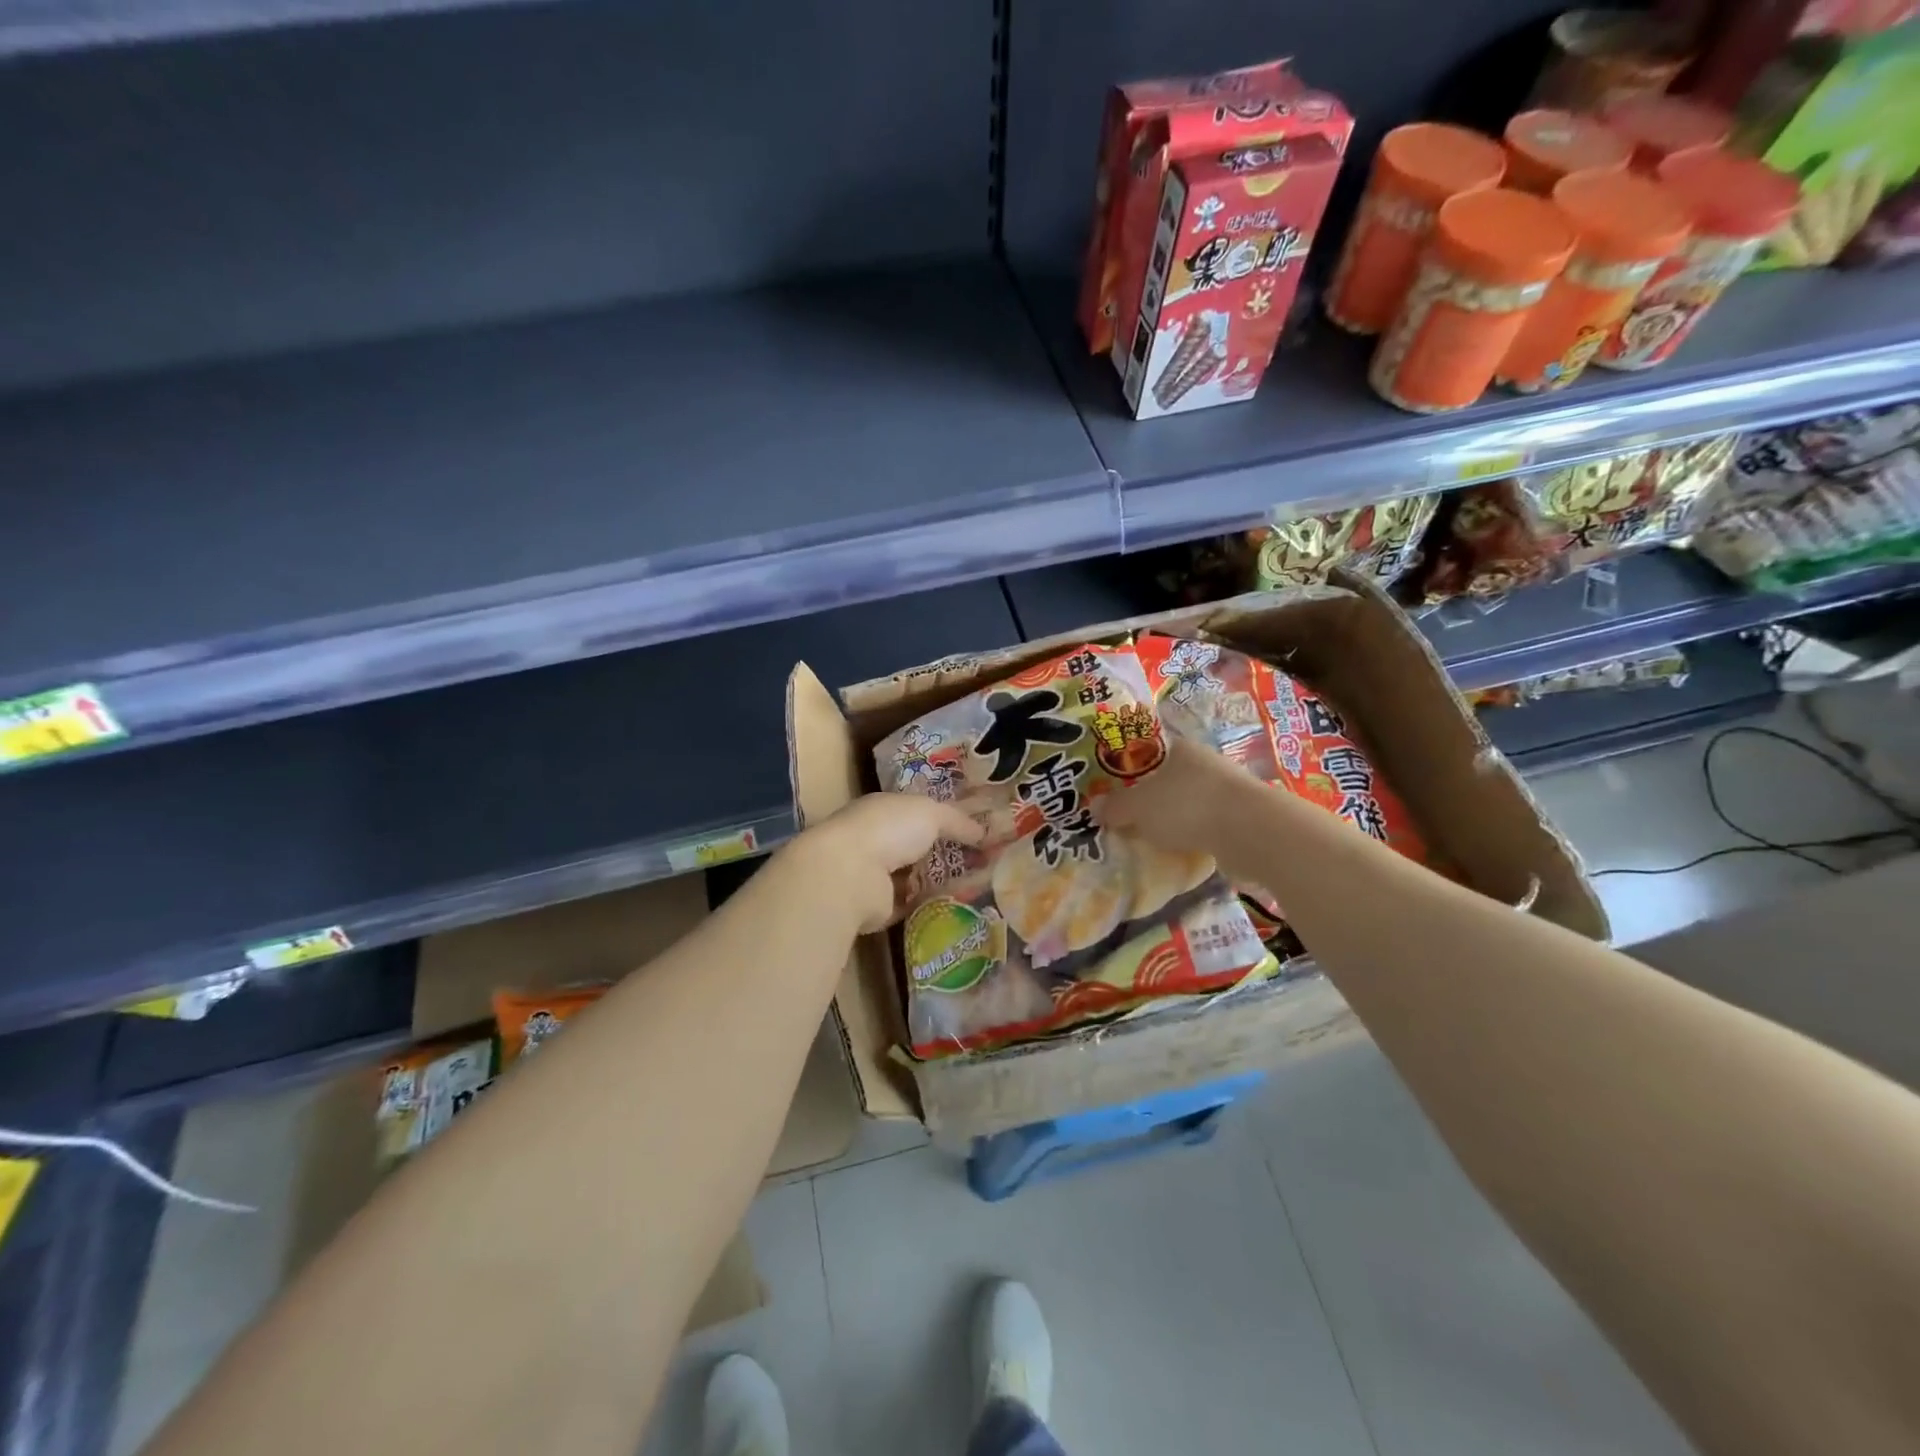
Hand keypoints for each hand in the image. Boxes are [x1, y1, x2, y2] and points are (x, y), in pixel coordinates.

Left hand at [792, 792, 984, 933]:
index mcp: (881, 810)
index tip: (972, 829)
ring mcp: (872, 876)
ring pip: (911, 876)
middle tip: (980, 860)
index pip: (913, 812)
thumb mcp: (930, 813)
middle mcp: (874, 840)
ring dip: (936, 881)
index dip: (942, 818)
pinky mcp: (876, 908)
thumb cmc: (888, 829)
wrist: (850, 875)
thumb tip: (983, 831)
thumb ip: (957, 820)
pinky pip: (909, 904)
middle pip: (913, 845)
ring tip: (975, 885)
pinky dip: (927, 905)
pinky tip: (955, 906)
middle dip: (941, 852)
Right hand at [1098, 734, 1252, 858]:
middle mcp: (1204, 762)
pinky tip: (1179, 850)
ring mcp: (1226, 790)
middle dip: (1149, 798)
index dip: (1128, 770)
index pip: (1147, 752)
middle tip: (1126, 818)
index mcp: (1179, 748)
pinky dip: (1192, 835)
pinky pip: (1205, 824)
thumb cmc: (1187, 805)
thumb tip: (1093, 808)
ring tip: (1149, 838)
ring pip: (1188, 802)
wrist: (1251, 832)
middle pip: (1167, 779)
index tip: (1112, 790)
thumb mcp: (1139, 807)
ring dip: (1172, 819)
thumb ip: (1115, 807)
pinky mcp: (1240, 817)